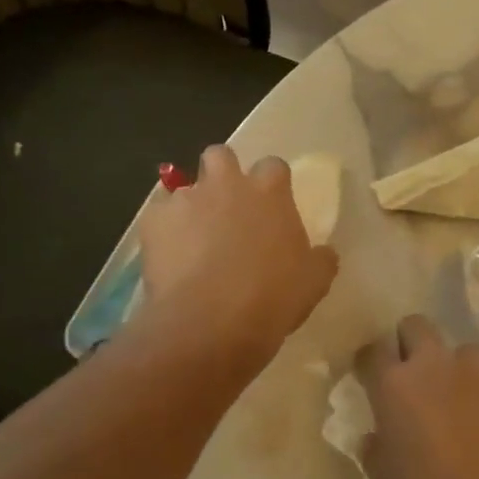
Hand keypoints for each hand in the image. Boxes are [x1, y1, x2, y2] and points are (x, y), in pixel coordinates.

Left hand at [138, 146, 337, 369]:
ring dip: (191, 206)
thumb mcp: (313, 282)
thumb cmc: (271, 298)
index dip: (271, 183)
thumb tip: (325, 252)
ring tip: (192, 240)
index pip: (273, 166)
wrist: (210, 323)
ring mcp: (187, 199)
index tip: (270, 205)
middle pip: (221, 155)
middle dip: (222, 173)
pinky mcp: (154, 220)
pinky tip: (168, 257)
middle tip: (226, 206)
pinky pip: (157, 215)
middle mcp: (227, 184)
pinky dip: (163, 230)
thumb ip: (320, 259)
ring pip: (184, 187)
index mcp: (270, 192)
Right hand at [360, 316, 478, 478]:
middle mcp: (437, 364)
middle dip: (412, 345)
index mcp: (395, 386)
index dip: (371, 363)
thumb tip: (378, 435)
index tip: (372, 379)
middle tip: (418, 382)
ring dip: (458, 373)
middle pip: (417, 326)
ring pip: (463, 353)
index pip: (372, 350)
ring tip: (466, 409)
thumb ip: (378, 447)